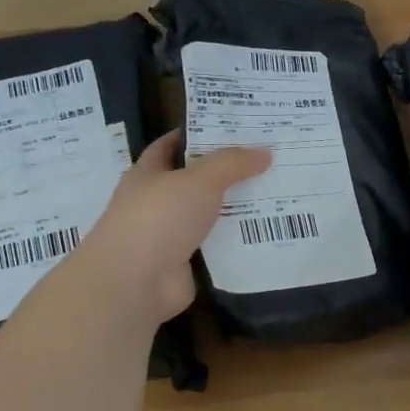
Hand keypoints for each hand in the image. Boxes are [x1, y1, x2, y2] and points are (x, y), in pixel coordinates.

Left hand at [74, 130, 270, 322]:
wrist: (134, 282)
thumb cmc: (159, 218)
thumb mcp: (200, 180)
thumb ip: (232, 163)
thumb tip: (264, 152)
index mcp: (148, 174)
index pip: (171, 145)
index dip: (196, 135)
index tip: (231, 128)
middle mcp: (155, 202)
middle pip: (194, 181)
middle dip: (225, 172)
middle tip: (265, 160)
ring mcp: (168, 235)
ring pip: (207, 215)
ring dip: (234, 208)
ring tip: (275, 194)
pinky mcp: (183, 264)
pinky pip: (215, 246)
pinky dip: (235, 241)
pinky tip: (265, 232)